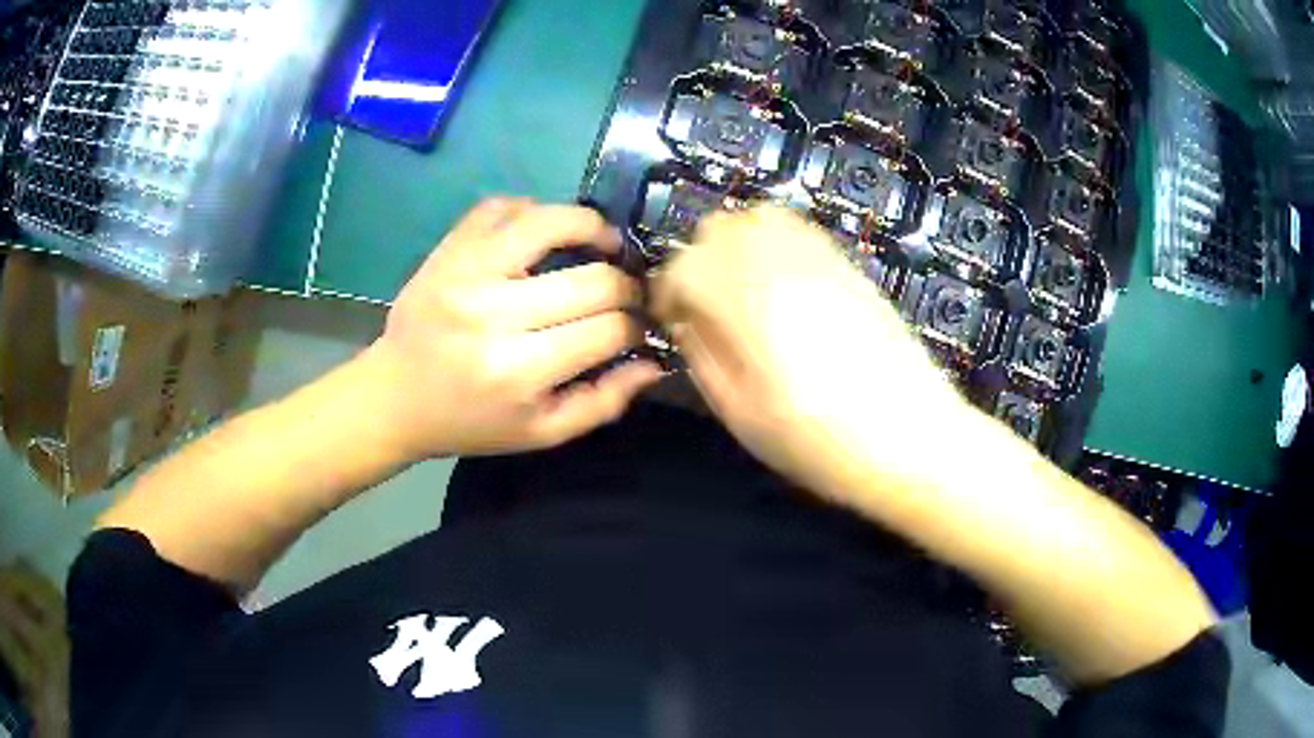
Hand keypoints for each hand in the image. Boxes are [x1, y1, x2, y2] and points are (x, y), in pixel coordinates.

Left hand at [363, 199, 662, 460]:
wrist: (396, 396)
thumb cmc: (471, 421)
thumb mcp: (540, 432)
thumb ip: (603, 403)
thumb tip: (654, 363)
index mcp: (518, 370)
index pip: (608, 330)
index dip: (636, 326)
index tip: (635, 328)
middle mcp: (493, 314)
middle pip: (592, 280)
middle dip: (625, 285)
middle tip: (625, 291)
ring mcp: (466, 273)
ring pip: (550, 222)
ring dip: (591, 227)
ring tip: (602, 242)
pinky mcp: (448, 249)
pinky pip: (501, 206)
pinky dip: (533, 211)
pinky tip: (543, 232)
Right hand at [652, 207, 987, 503]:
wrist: (911, 438)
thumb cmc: (820, 443)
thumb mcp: (741, 415)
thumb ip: (703, 357)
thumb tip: (688, 322)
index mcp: (746, 305)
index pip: (683, 267)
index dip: (667, 292)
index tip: (673, 322)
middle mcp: (779, 265)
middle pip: (717, 228)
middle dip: (699, 262)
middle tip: (706, 307)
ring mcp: (820, 259)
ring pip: (758, 217)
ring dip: (737, 246)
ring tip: (743, 291)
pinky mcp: (849, 265)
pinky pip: (800, 228)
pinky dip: (775, 242)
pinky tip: (782, 284)